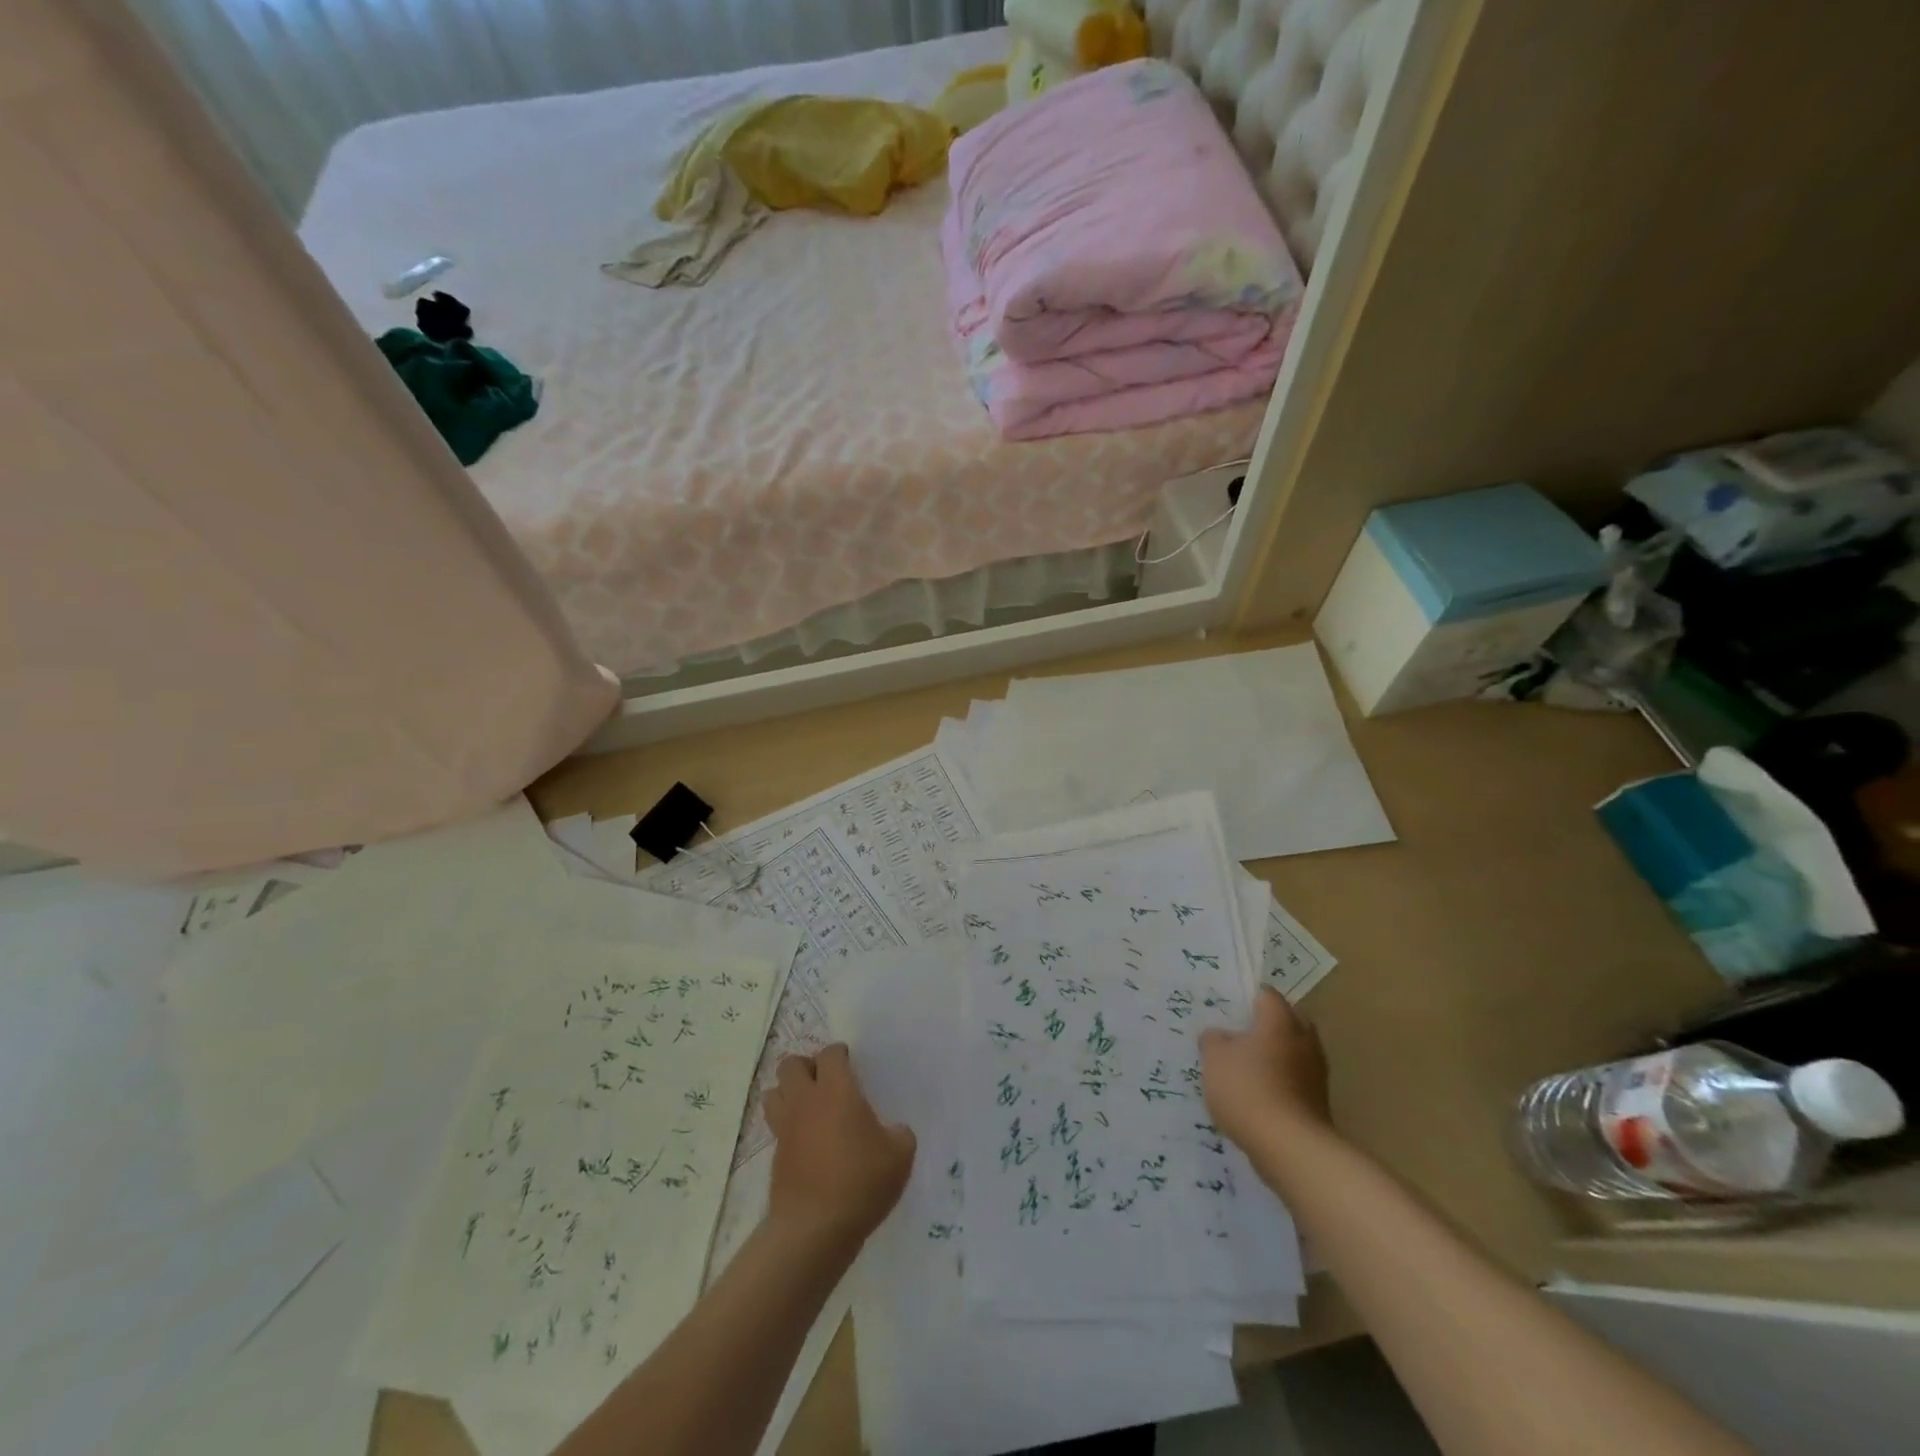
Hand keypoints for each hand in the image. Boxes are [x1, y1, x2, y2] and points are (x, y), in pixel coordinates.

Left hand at [764, 1044, 915, 1250]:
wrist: (814, 1229)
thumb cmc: (860, 1181)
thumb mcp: (899, 1155)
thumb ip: (899, 1134)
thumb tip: (893, 1131)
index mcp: (836, 1090)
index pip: (830, 1054)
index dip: (840, 1055)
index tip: (851, 1065)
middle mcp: (805, 1100)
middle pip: (791, 1064)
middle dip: (807, 1067)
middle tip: (826, 1083)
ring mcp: (785, 1128)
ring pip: (773, 1092)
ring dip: (789, 1093)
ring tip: (810, 1108)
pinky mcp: (775, 1155)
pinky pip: (776, 1126)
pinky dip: (788, 1125)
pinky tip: (808, 1142)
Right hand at [1199, 986, 1331, 1148]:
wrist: (1290, 1147)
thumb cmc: (1248, 1089)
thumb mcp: (1214, 1058)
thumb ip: (1213, 1039)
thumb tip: (1218, 1036)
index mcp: (1280, 1020)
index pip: (1266, 995)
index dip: (1247, 999)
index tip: (1228, 1010)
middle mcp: (1304, 1039)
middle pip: (1285, 1021)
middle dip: (1265, 1027)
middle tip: (1237, 1037)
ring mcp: (1316, 1072)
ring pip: (1292, 1052)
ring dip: (1274, 1056)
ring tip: (1246, 1069)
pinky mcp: (1319, 1101)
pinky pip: (1296, 1080)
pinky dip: (1280, 1082)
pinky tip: (1259, 1096)